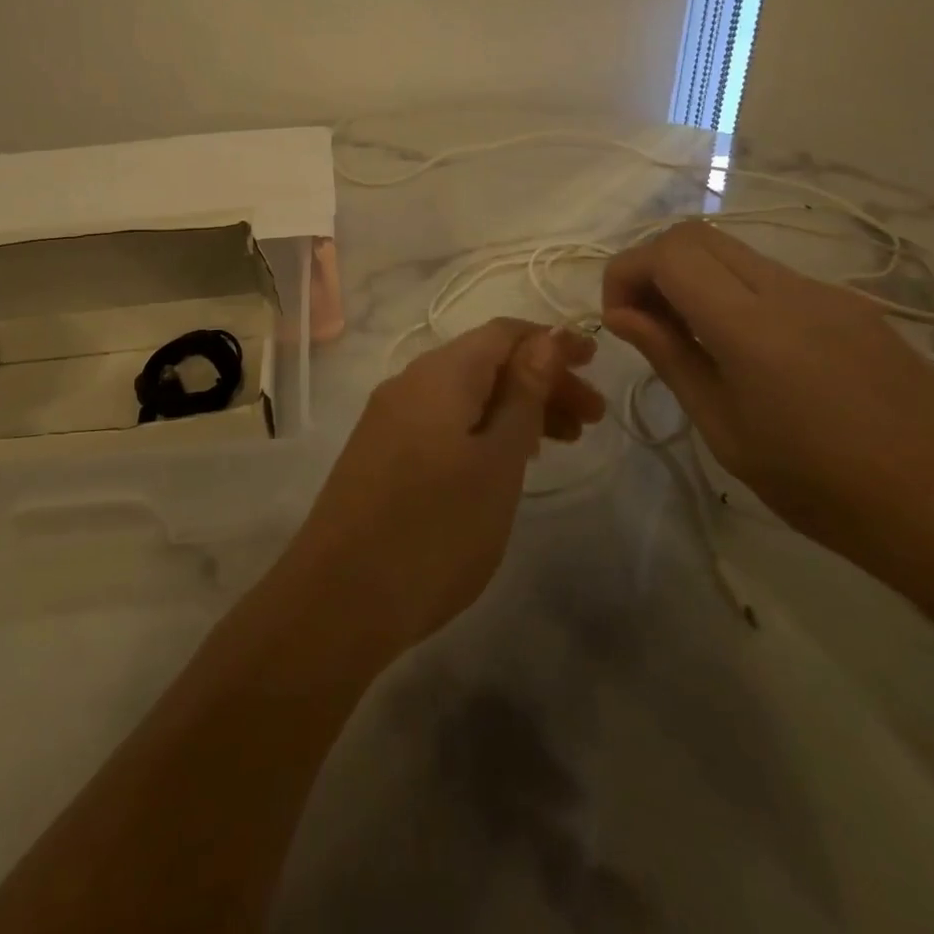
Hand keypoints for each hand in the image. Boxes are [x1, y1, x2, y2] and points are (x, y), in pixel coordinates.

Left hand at [285, 319, 603, 655]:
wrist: (338, 600)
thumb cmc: (435, 529)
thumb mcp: (497, 462)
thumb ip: (523, 395)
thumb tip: (545, 339)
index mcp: (439, 373)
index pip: (503, 333)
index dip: (551, 341)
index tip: (596, 363)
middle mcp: (409, 383)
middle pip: (485, 363)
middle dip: (541, 381)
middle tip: (591, 419)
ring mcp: (389, 419)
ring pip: (465, 395)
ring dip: (515, 408)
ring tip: (561, 442)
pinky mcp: (381, 453)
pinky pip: (443, 422)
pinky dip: (483, 430)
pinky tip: (505, 461)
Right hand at [603, 222, 933, 581]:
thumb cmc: (823, 488)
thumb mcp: (726, 432)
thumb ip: (671, 359)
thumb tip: (622, 315)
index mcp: (752, 325)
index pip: (668, 253)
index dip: (626, 271)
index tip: (617, 318)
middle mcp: (789, 288)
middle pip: (697, 235)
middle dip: (654, 266)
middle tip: (646, 322)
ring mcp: (828, 292)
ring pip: (736, 252)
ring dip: (695, 278)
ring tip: (693, 341)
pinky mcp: (854, 306)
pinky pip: (775, 277)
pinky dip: (736, 293)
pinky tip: (751, 353)